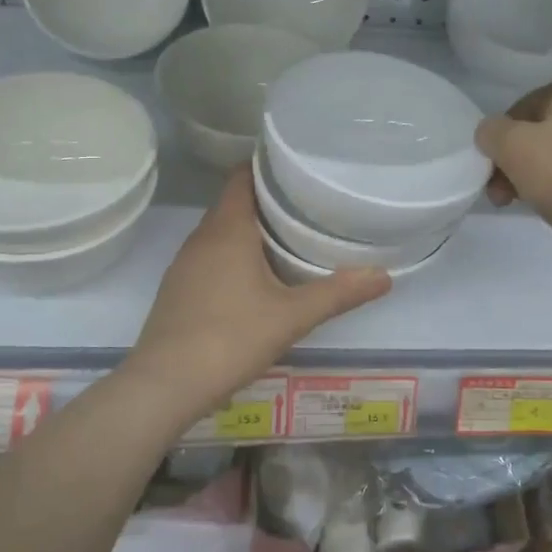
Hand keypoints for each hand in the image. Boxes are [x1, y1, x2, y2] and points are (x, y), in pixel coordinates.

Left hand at [127, 168, 390, 422]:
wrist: (166, 384)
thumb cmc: (231, 338)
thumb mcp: (293, 316)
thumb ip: (339, 293)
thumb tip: (385, 275)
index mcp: (228, 229)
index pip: (242, 177)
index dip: (268, 167)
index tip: (299, 168)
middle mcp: (201, 237)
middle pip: (234, 203)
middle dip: (267, 200)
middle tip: (307, 204)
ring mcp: (185, 264)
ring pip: (220, 232)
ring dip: (249, 229)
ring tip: (288, 237)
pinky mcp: (178, 288)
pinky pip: (210, 256)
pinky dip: (233, 254)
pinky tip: (255, 277)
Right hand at [477, 72, 551, 267]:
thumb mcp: (511, 146)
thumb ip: (491, 131)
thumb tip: (492, 133)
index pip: (526, 104)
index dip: (501, 136)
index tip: (491, 168)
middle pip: (545, 132)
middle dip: (516, 162)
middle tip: (500, 194)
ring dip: (536, 178)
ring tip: (522, 206)